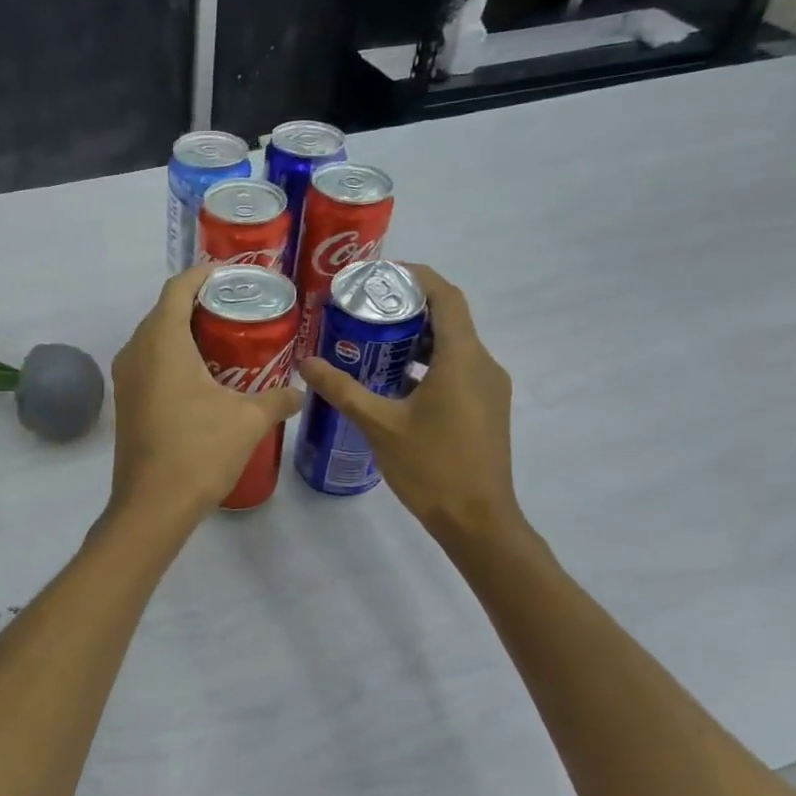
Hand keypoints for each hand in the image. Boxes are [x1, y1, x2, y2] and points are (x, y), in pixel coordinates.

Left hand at [108, 267, 304, 516]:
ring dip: (187, 334)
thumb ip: (277, 400)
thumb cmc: (198, 451)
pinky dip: (174, 359)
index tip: (234, 276)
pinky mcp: (127, 402)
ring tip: (227, 342)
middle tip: (240, 310)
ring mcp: (126, 378)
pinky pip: (150, 363)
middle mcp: (136, 351)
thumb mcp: (247, 421)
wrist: (152, 505)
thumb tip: (299, 393)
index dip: (205, 275)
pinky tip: (205, 378)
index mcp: (162, 341)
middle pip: (165, 311)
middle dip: (200, 305)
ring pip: (155, 339)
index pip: (179, 288)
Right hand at [298, 263, 521, 544]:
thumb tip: (305, 363)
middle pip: (449, 319)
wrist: (478, 521)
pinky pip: (458, 370)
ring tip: (372, 342)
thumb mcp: (379, 425)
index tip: (380, 274)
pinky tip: (394, 381)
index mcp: (462, 359)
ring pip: (453, 347)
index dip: (417, 277)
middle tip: (364, 309)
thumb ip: (343, 390)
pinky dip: (428, 364)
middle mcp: (483, 364)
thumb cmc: (431, 467)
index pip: (446, 297)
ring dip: (417, 339)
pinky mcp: (486, 408)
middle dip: (408, 309)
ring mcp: (489, 388)